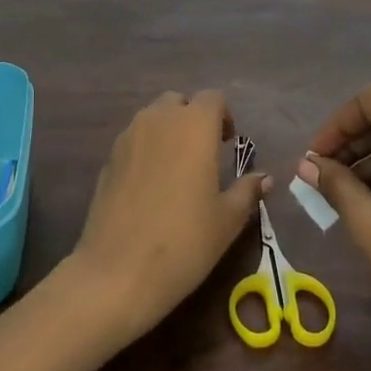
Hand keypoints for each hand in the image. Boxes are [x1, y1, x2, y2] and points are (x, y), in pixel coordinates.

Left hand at [72, 90, 269, 345]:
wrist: (118, 272)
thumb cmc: (185, 241)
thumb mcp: (227, 219)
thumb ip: (247, 191)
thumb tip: (264, 178)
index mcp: (193, 126)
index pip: (212, 99)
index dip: (223, 117)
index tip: (228, 144)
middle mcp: (157, 121)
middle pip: (178, 102)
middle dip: (192, 119)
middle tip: (205, 153)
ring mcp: (126, 139)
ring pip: (151, 119)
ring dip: (168, 132)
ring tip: (178, 170)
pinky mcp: (107, 161)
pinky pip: (133, 141)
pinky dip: (146, 151)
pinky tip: (151, 188)